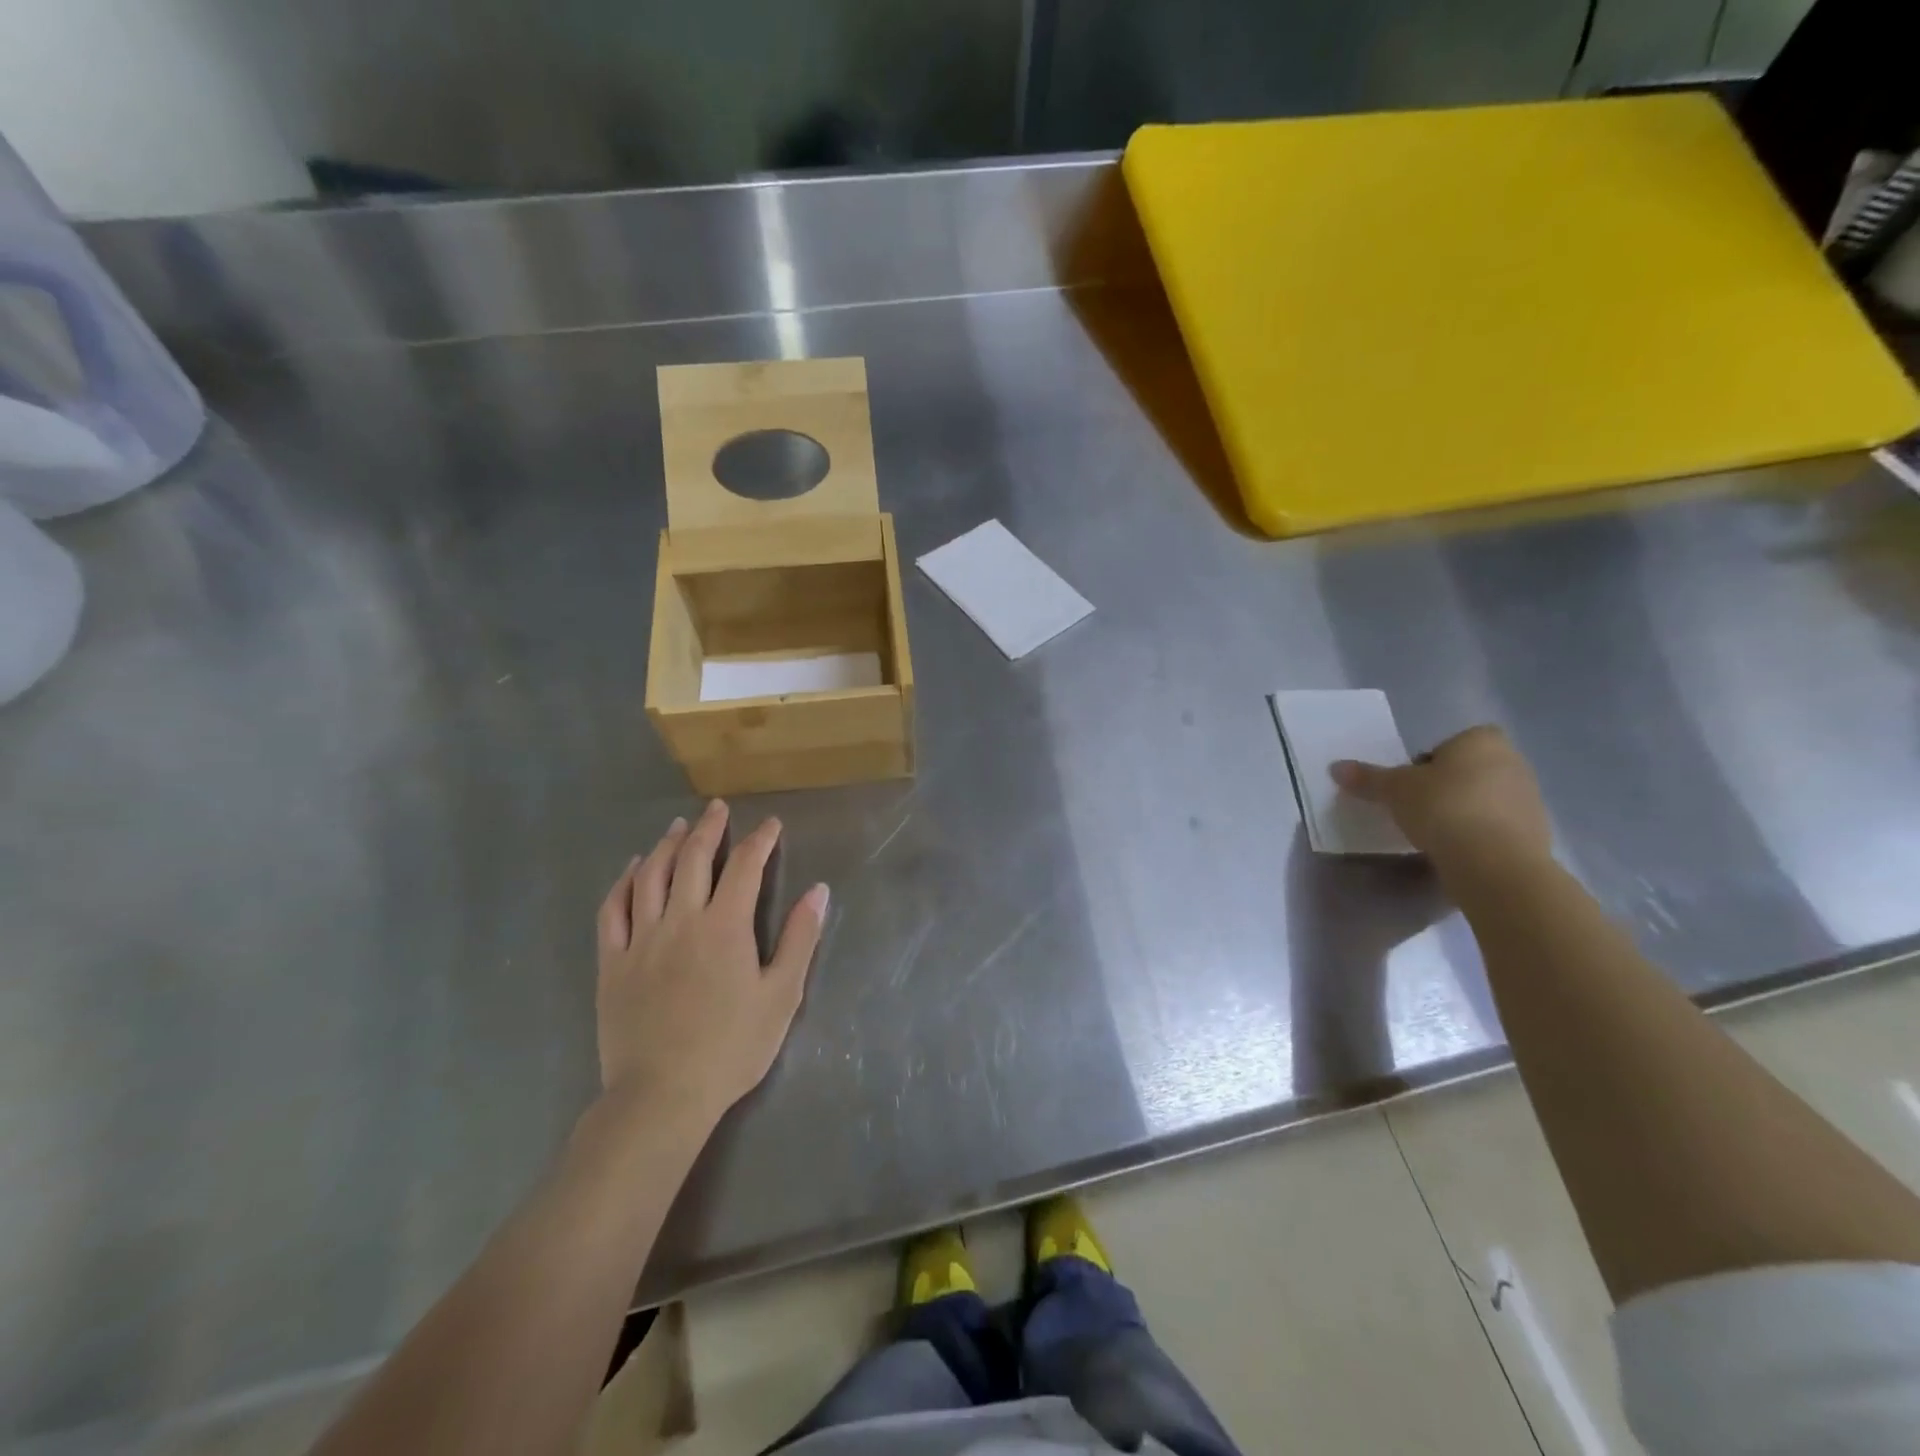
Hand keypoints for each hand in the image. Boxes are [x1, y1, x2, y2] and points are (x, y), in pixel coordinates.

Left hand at [595, 800, 828, 1126]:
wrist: (662, 1095)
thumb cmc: (732, 1047)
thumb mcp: (781, 995)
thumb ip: (800, 938)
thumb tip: (819, 890)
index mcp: (725, 926)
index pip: (745, 866)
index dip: (760, 840)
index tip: (771, 825)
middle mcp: (681, 919)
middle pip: (693, 859)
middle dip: (709, 828)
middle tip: (718, 809)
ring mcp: (641, 938)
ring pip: (651, 875)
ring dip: (666, 844)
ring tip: (679, 826)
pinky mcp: (612, 961)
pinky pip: (613, 909)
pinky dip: (623, 881)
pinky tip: (632, 868)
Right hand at [1331, 725, 1551, 866]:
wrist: (1494, 863)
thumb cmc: (1442, 808)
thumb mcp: (1393, 790)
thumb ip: (1367, 778)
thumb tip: (1336, 767)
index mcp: (1482, 741)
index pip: (1450, 743)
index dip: (1427, 763)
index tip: (1410, 785)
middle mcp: (1514, 762)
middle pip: (1469, 770)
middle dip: (1446, 787)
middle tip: (1417, 808)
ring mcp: (1530, 799)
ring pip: (1484, 799)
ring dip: (1463, 812)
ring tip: (1434, 834)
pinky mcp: (1537, 834)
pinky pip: (1497, 827)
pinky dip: (1479, 836)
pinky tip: (1457, 851)